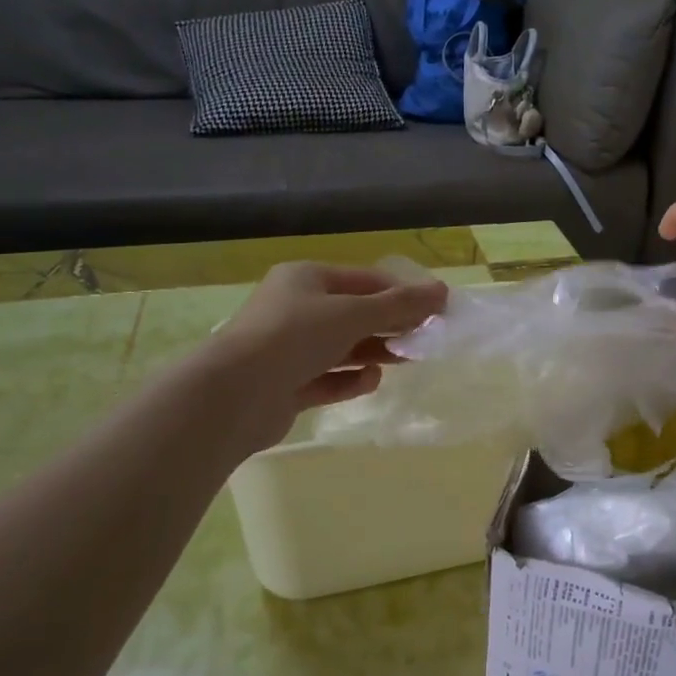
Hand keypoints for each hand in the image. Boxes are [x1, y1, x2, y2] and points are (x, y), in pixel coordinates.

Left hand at [203, 262, 446, 455]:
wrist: (233, 395)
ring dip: (375, 351)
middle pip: (354, 313)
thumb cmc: (295, 337)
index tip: (436, 308)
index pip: (364, 279)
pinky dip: (350, 380)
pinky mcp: (285, 386)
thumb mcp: (354, 314)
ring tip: (407, 359)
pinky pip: (327, 378)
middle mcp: (295, 309)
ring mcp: (287, 349)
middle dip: (391, 324)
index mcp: (305, 279)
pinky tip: (371, 381)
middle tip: (426, 337)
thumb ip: (400, 305)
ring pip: (342, 347)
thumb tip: (442, 291)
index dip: (402, 292)